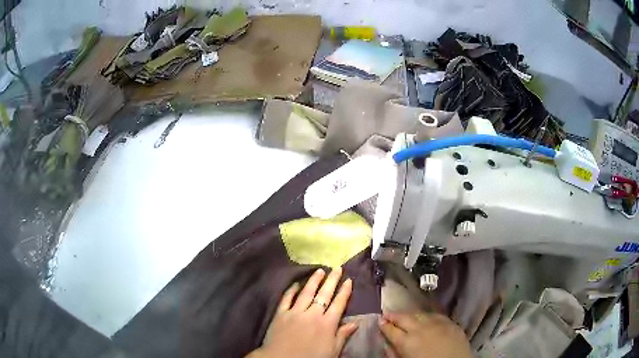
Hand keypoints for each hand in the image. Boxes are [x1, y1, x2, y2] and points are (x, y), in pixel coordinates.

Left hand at [247, 267, 357, 357]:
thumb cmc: (311, 357)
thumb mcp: (332, 351)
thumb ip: (342, 335)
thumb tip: (356, 323)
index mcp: (327, 324)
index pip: (339, 304)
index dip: (345, 291)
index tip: (349, 280)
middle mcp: (313, 314)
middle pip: (324, 294)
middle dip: (332, 280)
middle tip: (337, 268)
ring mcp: (295, 312)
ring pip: (306, 292)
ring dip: (314, 281)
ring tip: (320, 271)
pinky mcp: (281, 314)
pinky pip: (287, 298)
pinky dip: (292, 290)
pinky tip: (296, 283)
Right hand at [379, 312, 471, 357]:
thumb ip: (394, 353)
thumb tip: (386, 344)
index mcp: (407, 342)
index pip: (391, 330)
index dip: (383, 325)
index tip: (379, 321)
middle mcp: (420, 329)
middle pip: (404, 318)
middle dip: (394, 315)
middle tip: (387, 314)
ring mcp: (437, 323)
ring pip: (419, 314)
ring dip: (410, 315)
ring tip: (405, 316)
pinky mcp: (450, 322)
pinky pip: (435, 315)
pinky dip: (427, 316)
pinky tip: (425, 318)